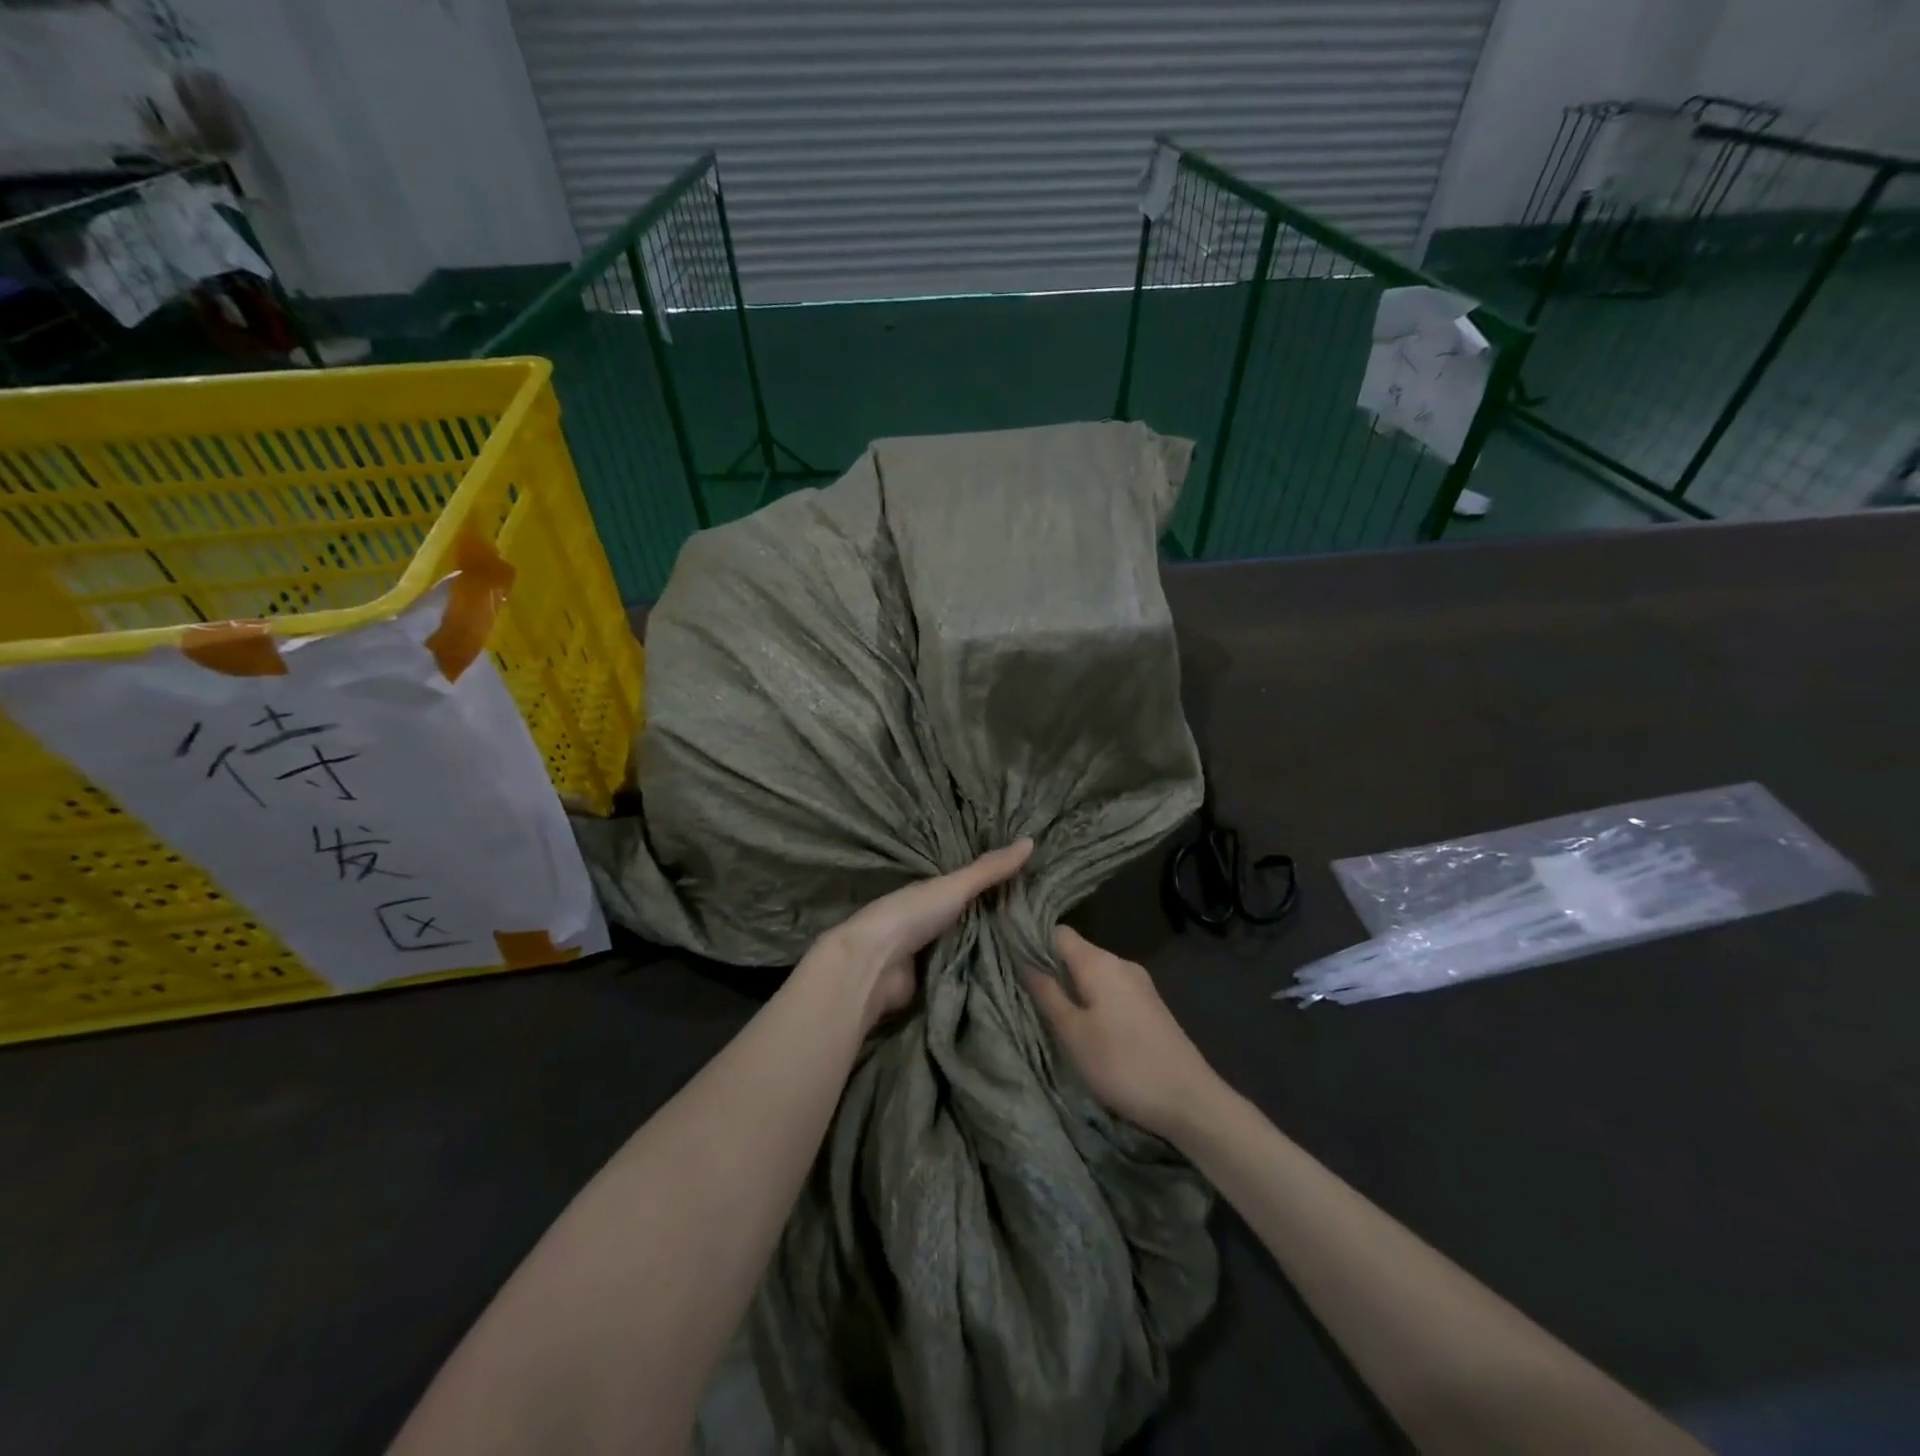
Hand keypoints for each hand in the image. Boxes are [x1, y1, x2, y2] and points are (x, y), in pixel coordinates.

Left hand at [809, 840, 1033, 1030]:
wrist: (874, 965)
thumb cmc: (911, 915)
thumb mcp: (955, 886)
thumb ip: (990, 870)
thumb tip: (1031, 840)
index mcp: (931, 893)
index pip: (970, 886)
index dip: (997, 885)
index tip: (1033, 884)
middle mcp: (929, 921)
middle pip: (971, 919)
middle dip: (998, 921)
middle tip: (1044, 923)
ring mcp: (928, 953)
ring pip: (969, 948)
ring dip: (992, 950)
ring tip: (1038, 951)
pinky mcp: (931, 983)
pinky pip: (964, 975)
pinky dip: (981, 975)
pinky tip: (1014, 976)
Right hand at [1024, 927, 1221, 1143]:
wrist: (1190, 1101)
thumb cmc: (1123, 1064)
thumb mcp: (1073, 1033)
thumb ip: (1047, 993)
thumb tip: (1023, 960)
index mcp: (1099, 962)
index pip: (1057, 932)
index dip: (1032, 941)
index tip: (1009, 959)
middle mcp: (1120, 963)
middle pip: (1076, 951)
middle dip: (1050, 967)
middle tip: (1023, 992)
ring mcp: (1139, 984)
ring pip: (1093, 971)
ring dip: (1071, 986)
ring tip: (1049, 1011)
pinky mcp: (1149, 1005)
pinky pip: (1110, 988)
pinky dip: (1091, 998)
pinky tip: (1084, 1024)